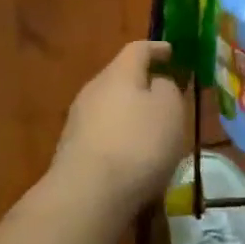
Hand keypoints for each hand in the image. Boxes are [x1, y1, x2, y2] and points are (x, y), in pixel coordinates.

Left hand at [51, 41, 187, 217]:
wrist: (87, 194)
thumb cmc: (138, 144)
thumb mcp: (170, 110)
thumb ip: (168, 89)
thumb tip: (157, 84)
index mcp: (118, 73)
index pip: (138, 49)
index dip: (157, 49)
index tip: (172, 52)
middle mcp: (93, 89)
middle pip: (121, 78)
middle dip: (143, 84)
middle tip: (166, 95)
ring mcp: (78, 120)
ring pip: (110, 106)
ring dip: (131, 114)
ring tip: (152, 131)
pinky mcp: (72, 149)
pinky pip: (103, 133)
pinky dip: (120, 137)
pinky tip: (132, 157)